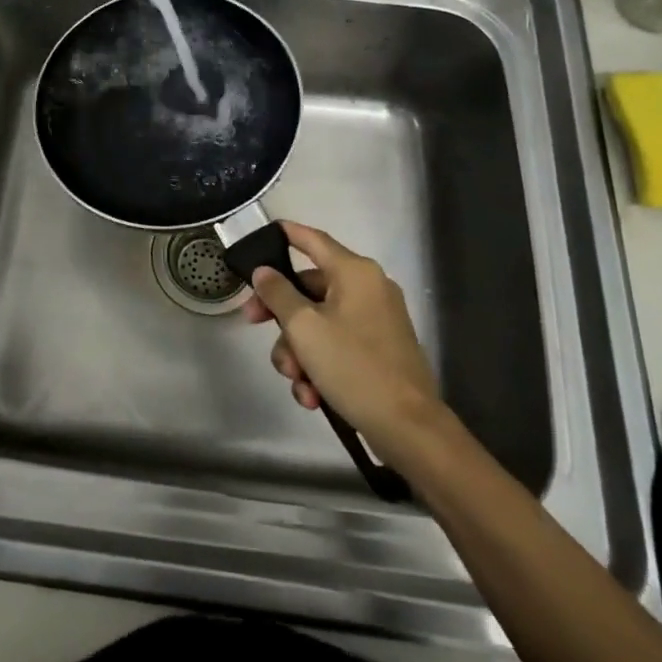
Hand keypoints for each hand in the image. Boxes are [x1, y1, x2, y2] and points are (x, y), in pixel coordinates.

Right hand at [243, 222, 444, 457]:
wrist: (408, 428)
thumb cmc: (353, 366)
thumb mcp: (304, 328)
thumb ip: (278, 293)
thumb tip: (264, 272)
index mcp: (355, 273)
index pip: (313, 240)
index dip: (286, 233)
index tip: (262, 234)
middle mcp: (368, 288)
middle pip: (309, 288)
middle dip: (281, 315)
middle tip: (253, 323)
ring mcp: (376, 321)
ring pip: (319, 322)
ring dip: (299, 351)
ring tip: (296, 381)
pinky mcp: (379, 351)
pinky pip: (337, 345)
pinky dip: (319, 365)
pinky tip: (312, 396)